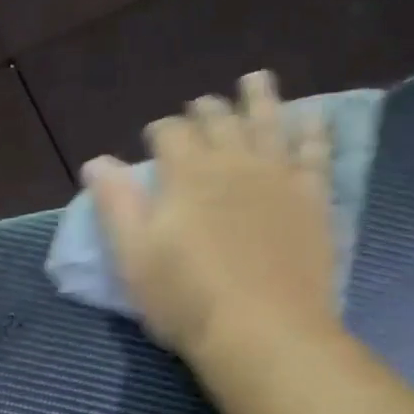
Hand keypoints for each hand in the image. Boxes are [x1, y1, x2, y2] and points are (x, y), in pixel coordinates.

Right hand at [84, 70, 335, 361]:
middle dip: (205, 110)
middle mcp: (233, 163)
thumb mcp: (134, 258)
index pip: (170, 133)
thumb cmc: (187, 301)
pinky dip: (312, 132)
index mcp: (186, 175)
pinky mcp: (312, 200)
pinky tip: (312, 118)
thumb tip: (97, 162)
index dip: (160, 130)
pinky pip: (315, 154)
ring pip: (267, 123)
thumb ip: (116, 205)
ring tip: (255, 81)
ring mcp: (278, 178)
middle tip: (200, 107)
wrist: (263, 333)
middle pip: (218, 121)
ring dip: (258, 99)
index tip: (155, 137)